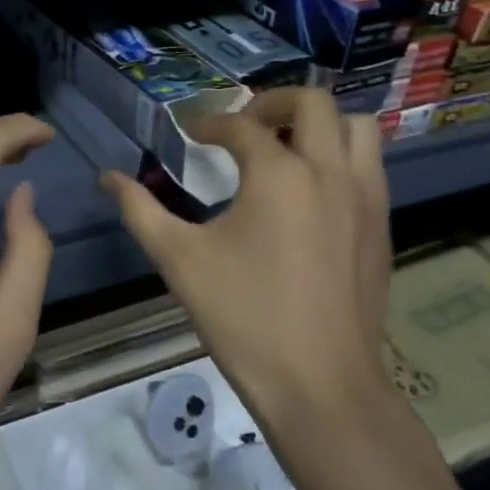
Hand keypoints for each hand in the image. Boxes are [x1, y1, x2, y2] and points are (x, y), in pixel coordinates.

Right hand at [101, 88, 392, 426]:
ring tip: (286, 146)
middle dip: (272, 103)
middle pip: (312, 103)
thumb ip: (140, 210)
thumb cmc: (245, 318)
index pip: (240, 126)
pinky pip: (370, 165)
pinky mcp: (382, 226)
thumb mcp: (179, 260)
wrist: (322, 387)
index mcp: (278, 174)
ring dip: (320, 124)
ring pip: (357, 127)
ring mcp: (365, 198)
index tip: (190, 134)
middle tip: (244, 124)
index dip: (209, 124)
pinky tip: (313, 190)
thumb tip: (107, 178)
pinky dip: (343, 156)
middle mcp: (329, 171)